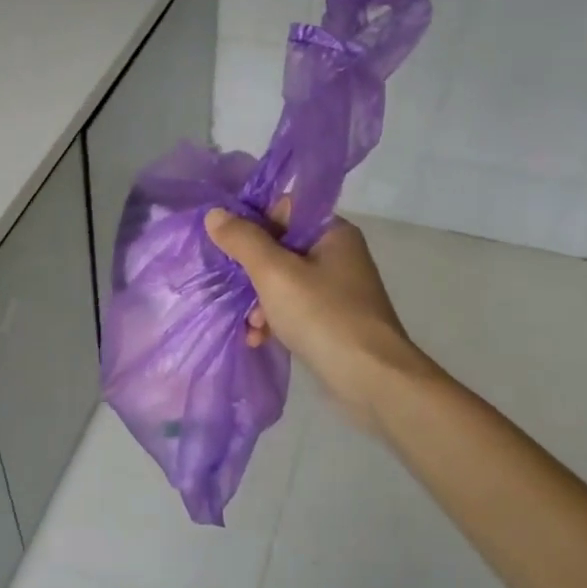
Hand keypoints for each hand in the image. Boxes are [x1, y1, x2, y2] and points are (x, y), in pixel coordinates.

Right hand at [204, 202, 430, 427]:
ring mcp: (336, 289)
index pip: (284, 209)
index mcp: (332, 232)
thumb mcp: (274, 273)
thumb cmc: (322, 315)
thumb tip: (214, 213)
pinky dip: (274, 319)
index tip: (229, 245)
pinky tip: (258, 338)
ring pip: (282, 281)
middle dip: (251, 271)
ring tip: (250, 324)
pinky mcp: (331, 319)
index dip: (253, 223)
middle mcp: (337, 255)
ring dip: (258, 300)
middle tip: (234, 289)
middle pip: (279, 247)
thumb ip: (243, 240)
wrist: (371, 378)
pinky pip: (293, 308)